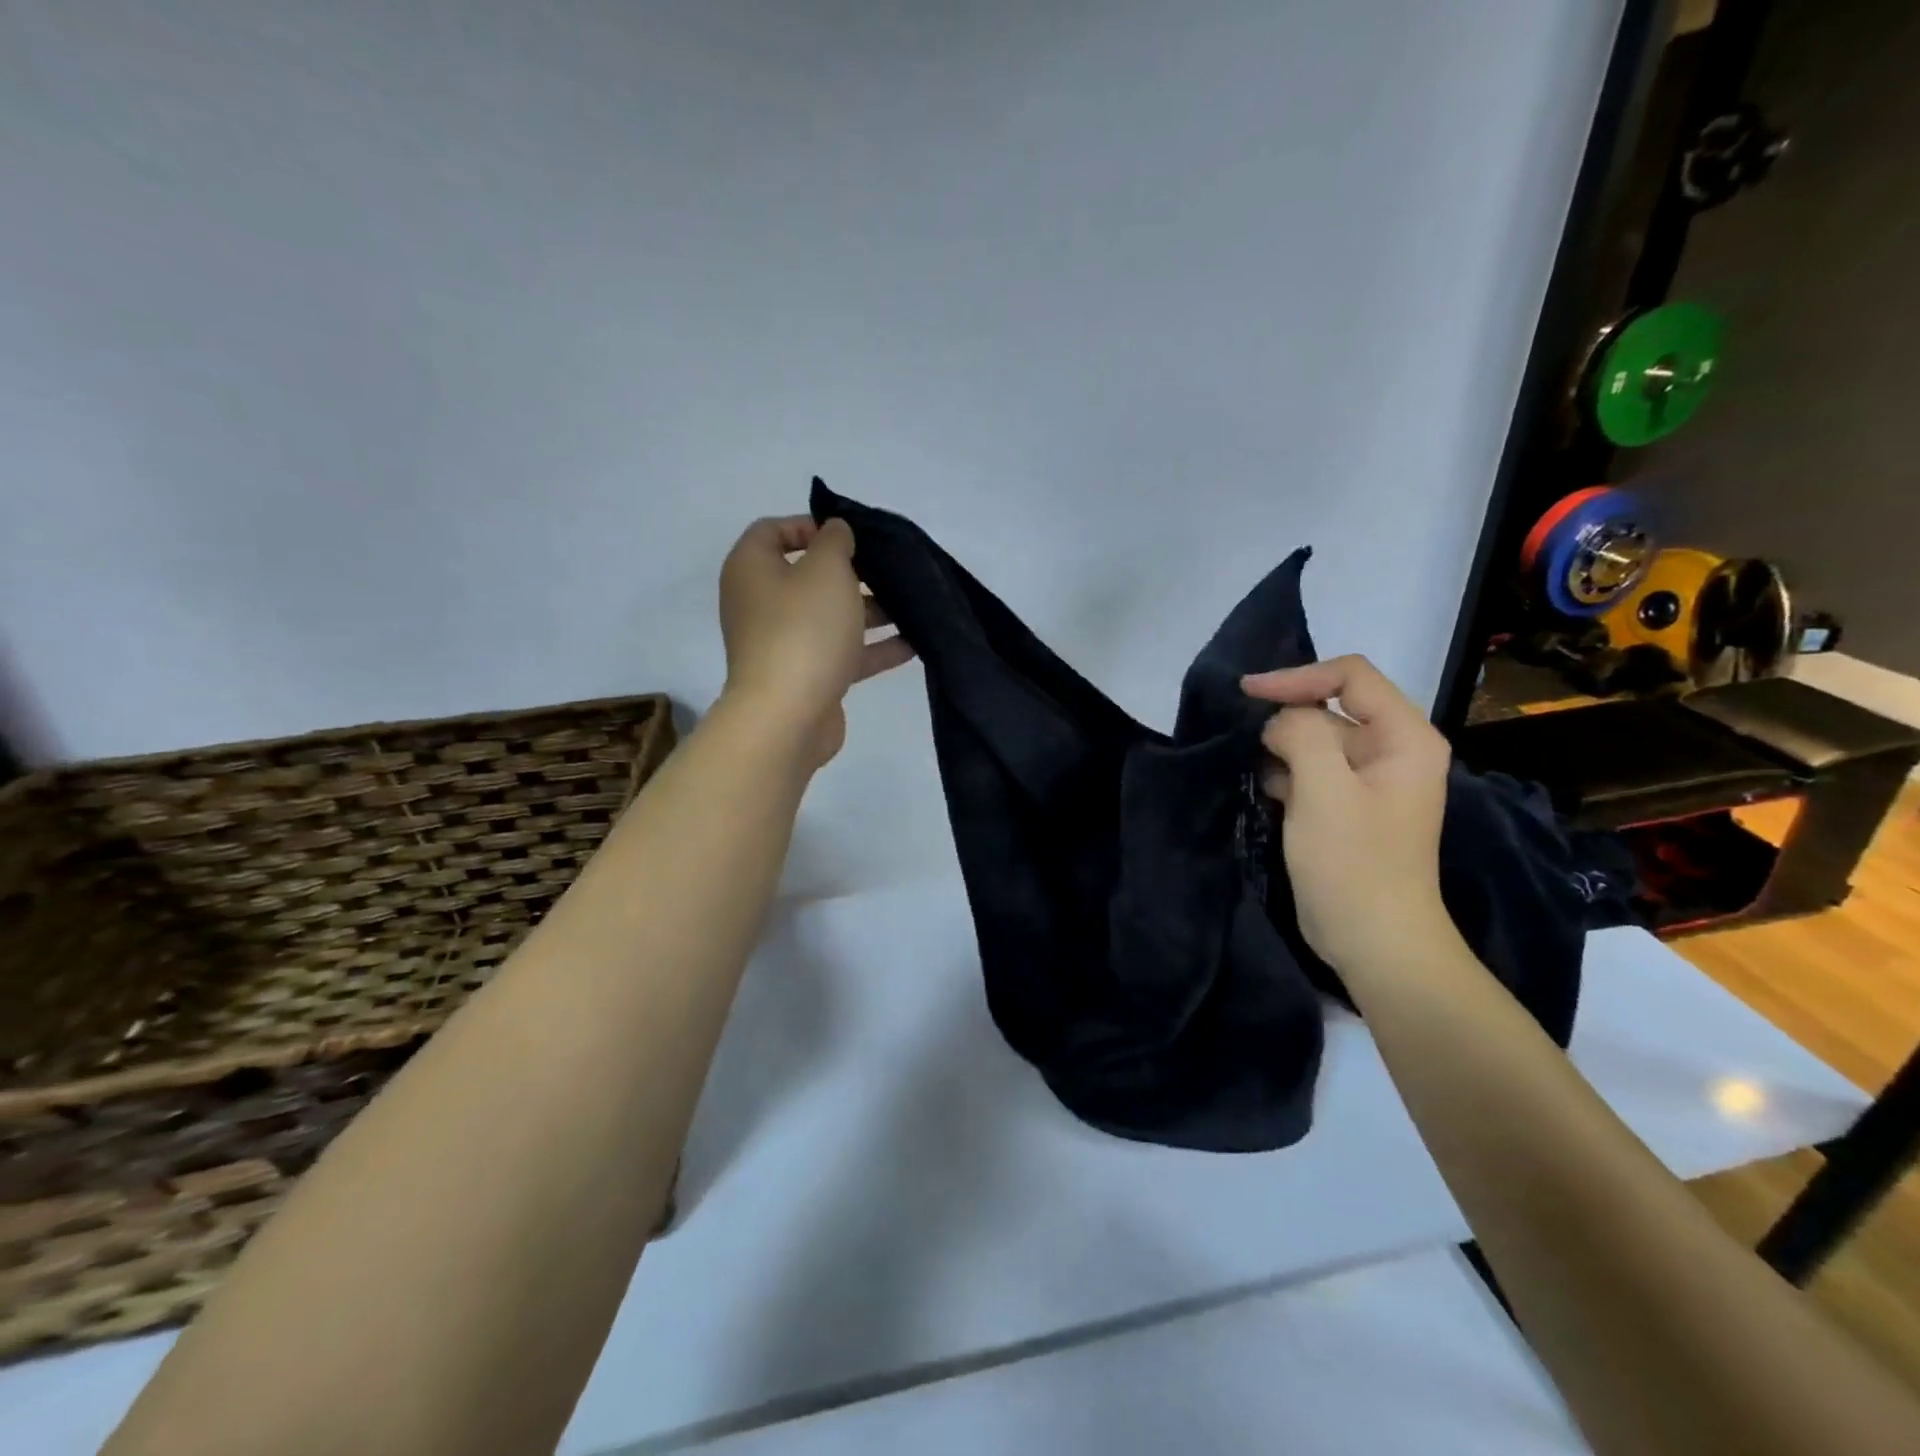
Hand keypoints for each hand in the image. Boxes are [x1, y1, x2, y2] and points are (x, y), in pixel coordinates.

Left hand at [718, 515, 914, 766]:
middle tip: (890, 569)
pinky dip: (873, 647)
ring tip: (912, 605)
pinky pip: (842, 653)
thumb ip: (835, 541)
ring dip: (871, 611)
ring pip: (830, 617)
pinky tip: (913, 643)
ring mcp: (784, 643)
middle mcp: (761, 604)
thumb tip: (835, 532)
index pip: (773, 531)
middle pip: (808, 576)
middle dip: (853, 572)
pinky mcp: (807, 677)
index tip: (850, 535)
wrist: (787, 716)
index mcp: (752, 570)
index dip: (810, 525)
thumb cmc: (803, 630)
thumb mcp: (826, 570)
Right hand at [1242, 655, 1453, 969]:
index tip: (1247, 693)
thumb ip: (1300, 734)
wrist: (1375, 943)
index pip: (1351, 676)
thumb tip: (1278, 722)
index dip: (1297, 677)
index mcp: (1404, 737)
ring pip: (1315, 740)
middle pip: (1330, 707)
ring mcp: (1367, 781)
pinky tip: (1262, 789)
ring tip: (1246, 763)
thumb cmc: (1354, 864)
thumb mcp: (1324, 790)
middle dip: (1285, 718)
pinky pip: (1310, 770)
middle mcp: (1391, 750)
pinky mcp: (1345, 806)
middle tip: (1242, 739)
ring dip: (1279, 748)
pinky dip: (1283, 773)